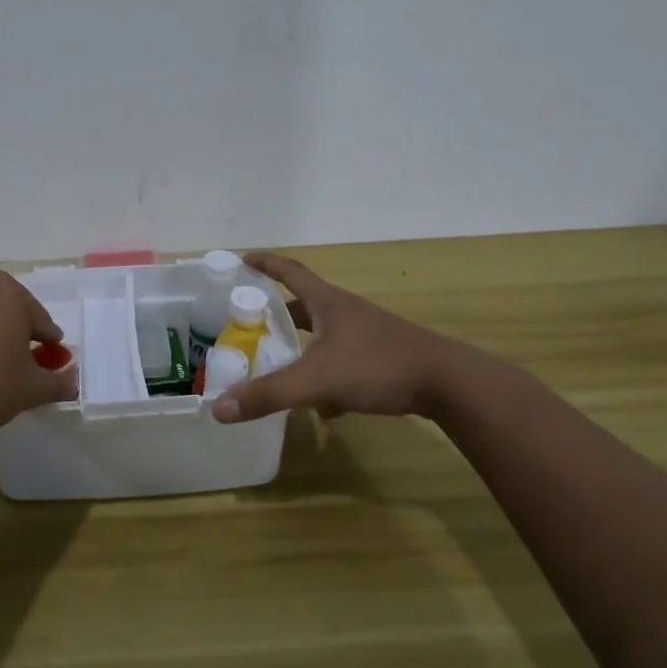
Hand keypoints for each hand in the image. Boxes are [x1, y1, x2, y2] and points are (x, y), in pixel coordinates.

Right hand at [214, 253, 444, 423]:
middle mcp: (346, 313)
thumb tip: (219, 408)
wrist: (448, 383)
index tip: (244, 259)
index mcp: (328, 303)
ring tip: (280, 368)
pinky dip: (327, 378)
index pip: (290, 272)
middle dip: (277, 315)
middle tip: (250, 324)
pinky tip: (325, 407)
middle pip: (304, 306)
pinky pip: (342, 362)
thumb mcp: (317, 380)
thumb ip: (269, 394)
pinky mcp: (381, 359)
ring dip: (302, 350)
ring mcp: (366, 335)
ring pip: (323, 338)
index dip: (266, 264)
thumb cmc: (378, 366)